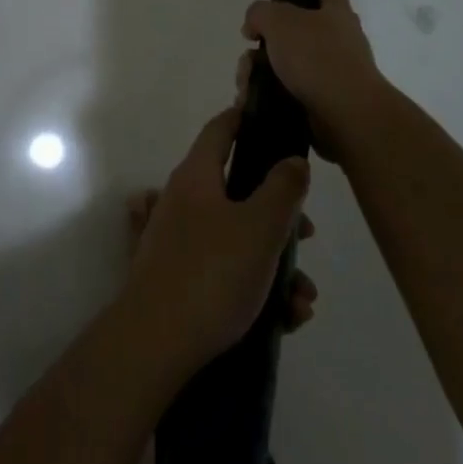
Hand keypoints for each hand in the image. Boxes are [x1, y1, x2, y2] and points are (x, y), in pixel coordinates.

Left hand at [122, 106, 311, 373]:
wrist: (155, 345)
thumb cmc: (212, 273)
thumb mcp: (260, 227)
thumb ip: (283, 189)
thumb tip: (292, 160)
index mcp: (196, 177)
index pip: (221, 130)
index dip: (246, 118)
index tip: (273, 119)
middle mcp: (183, 202)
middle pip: (238, 191)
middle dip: (280, 214)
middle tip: (307, 236)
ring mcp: (178, 242)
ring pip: (238, 238)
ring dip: (276, 264)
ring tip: (302, 301)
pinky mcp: (179, 280)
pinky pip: (226, 271)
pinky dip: (256, 288)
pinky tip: (284, 319)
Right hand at [239, 0, 390, 161]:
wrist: (346, 115)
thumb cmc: (318, 58)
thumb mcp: (280, 22)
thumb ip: (260, 14)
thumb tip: (254, 27)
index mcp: (335, 12)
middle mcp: (337, 38)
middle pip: (295, 28)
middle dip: (266, 37)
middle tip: (250, 46)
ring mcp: (331, 71)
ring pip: (285, 62)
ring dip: (259, 70)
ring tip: (247, 83)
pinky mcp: (322, 101)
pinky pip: (286, 90)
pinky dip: (267, 93)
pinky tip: (252, 100)